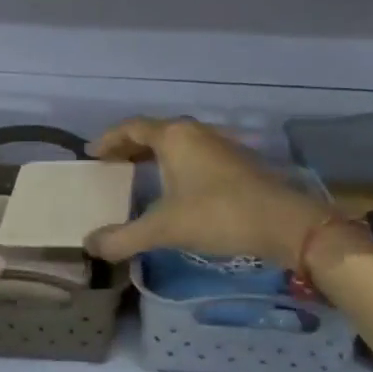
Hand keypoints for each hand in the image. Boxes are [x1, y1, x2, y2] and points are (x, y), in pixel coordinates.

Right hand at [82, 117, 331, 268]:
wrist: (283, 223)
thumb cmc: (218, 215)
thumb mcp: (165, 228)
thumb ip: (124, 237)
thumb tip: (89, 244)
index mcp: (174, 136)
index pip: (131, 127)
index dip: (109, 139)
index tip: (91, 153)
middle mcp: (194, 132)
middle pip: (153, 132)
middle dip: (128, 146)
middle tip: (109, 164)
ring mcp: (217, 144)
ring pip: (175, 142)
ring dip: (152, 154)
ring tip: (135, 173)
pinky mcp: (234, 161)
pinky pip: (192, 153)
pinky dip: (173, 163)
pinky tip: (173, 187)